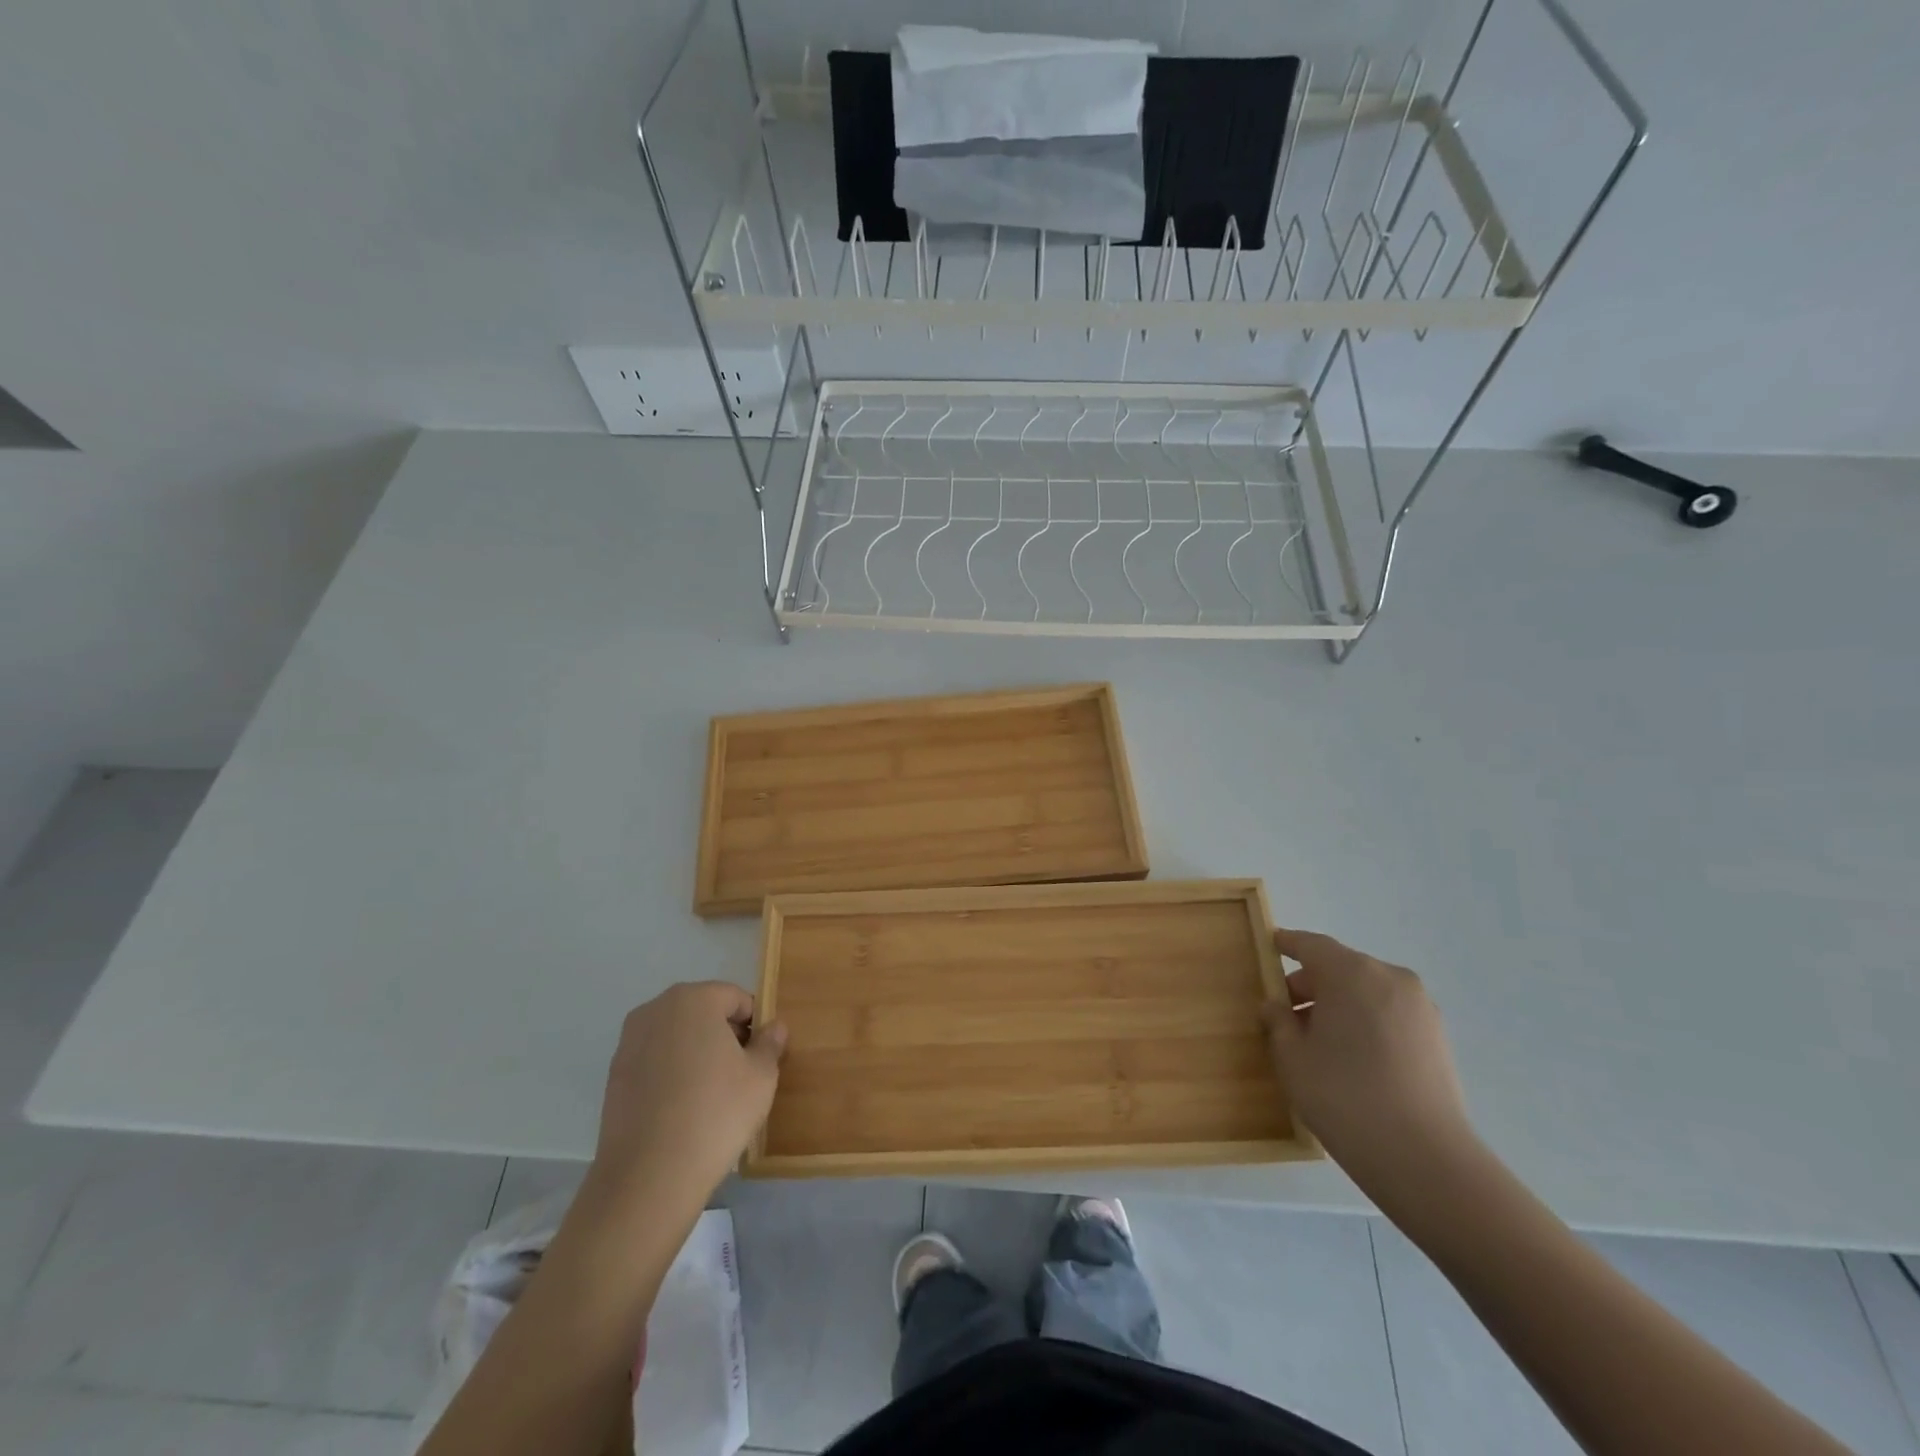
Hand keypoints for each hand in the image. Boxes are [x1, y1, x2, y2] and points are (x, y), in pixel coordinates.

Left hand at [590, 982, 785, 1211]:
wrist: (649, 1177)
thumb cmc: (716, 1113)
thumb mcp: (761, 1077)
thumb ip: (770, 1044)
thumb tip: (774, 1027)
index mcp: (694, 999)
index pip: (736, 998)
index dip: (754, 1024)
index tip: (761, 1056)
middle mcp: (656, 1010)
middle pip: (703, 1011)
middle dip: (724, 1034)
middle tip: (740, 1074)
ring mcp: (629, 1043)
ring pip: (676, 1036)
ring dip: (696, 1053)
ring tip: (711, 1094)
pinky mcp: (613, 1076)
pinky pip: (654, 1062)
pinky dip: (671, 1074)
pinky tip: (682, 1108)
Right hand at [1262, 929, 1478, 1198]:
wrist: (1425, 1159)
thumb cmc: (1344, 1096)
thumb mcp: (1292, 1058)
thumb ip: (1278, 1022)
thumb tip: (1277, 1006)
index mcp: (1351, 972)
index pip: (1311, 944)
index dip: (1287, 944)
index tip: (1271, 944)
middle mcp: (1390, 978)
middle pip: (1341, 967)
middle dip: (1312, 984)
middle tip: (1286, 1014)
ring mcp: (1420, 1008)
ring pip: (1367, 992)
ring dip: (1341, 1005)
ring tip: (1320, 1042)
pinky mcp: (1438, 1037)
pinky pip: (1390, 1014)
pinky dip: (1367, 1022)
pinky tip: (1353, 1058)